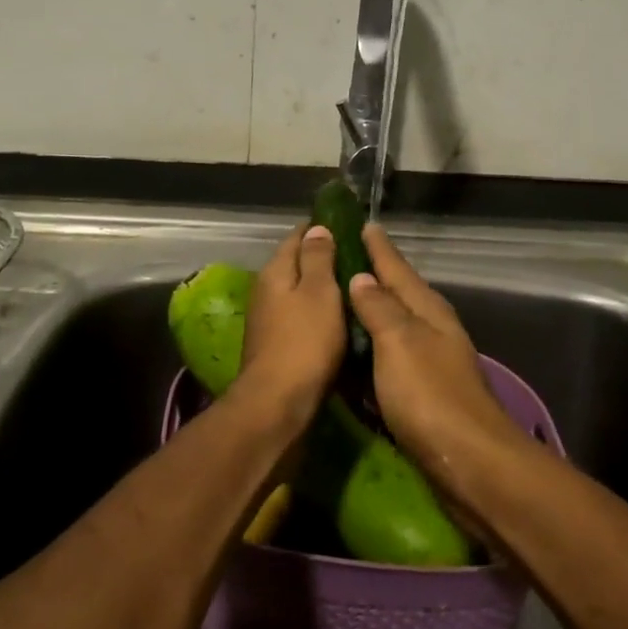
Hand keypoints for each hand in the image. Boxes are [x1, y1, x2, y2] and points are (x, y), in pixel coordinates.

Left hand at [238, 224, 345, 410]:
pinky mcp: (276, 344)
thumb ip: (318, 258)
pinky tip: (340, 319)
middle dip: (324, 258)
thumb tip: (316, 228)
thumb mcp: (319, 292)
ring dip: (323, 288)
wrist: (278, 402)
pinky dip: (319, 313)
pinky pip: (301, 317)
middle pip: (297, 264)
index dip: (321, 228)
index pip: (298, 236)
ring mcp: (269, 319)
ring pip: (299, 292)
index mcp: (276, 271)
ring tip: (356, 287)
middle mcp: (266, 290)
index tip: (349, 226)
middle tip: (360, 258)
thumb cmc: (304, 342)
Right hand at [346, 227, 524, 488]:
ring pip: (397, 326)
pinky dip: (374, 349)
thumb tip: (362, 278)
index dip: (380, 248)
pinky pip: (392, 359)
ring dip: (374, 311)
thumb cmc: (430, 396)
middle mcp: (432, 330)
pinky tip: (359, 353)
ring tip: (346, 298)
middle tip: (346, 257)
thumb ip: (380, 309)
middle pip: (400, 294)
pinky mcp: (425, 393)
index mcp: (428, 311)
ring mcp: (431, 363)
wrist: (471, 463)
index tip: (364, 224)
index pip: (398, 269)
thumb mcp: (400, 343)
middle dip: (376, 276)